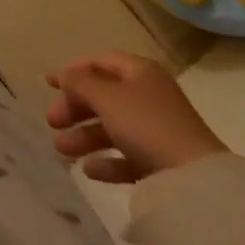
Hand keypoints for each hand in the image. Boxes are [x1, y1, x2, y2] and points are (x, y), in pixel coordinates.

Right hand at [46, 52, 228, 183]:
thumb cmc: (146, 125)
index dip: (72, 70)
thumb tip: (65, 76)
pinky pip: (127, 156)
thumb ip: (79, 83)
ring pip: (112, 127)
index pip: (99, 62)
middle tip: (52, 122)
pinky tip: (89, 170)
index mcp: (139, 72)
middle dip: (75, 108)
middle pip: (103, 96)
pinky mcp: (162, 163)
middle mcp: (148, 96)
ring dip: (84, 136)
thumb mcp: (106, 97)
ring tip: (62, 150)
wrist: (196, 182)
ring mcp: (157, 130)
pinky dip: (107, 161)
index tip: (48, 84)